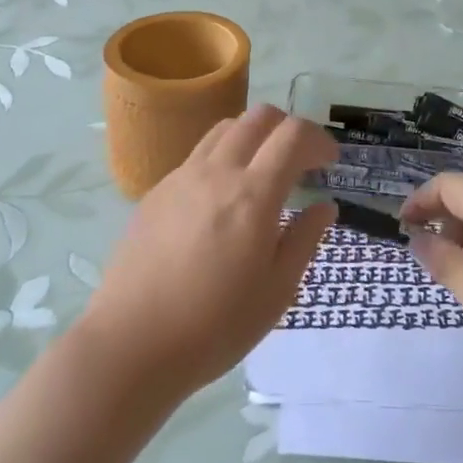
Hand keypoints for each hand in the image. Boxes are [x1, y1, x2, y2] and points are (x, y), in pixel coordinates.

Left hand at [77, 106, 336, 399]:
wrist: (131, 344)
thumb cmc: (215, 326)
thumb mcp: (277, 291)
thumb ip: (304, 240)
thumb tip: (324, 206)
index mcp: (253, 195)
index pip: (293, 135)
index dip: (319, 140)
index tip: (331, 164)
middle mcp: (217, 172)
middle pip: (258, 117)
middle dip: (288, 128)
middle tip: (300, 161)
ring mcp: (181, 178)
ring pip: (224, 129)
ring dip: (253, 136)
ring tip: (261, 172)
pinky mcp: (156, 192)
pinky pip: (197, 155)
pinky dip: (222, 158)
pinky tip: (221, 200)